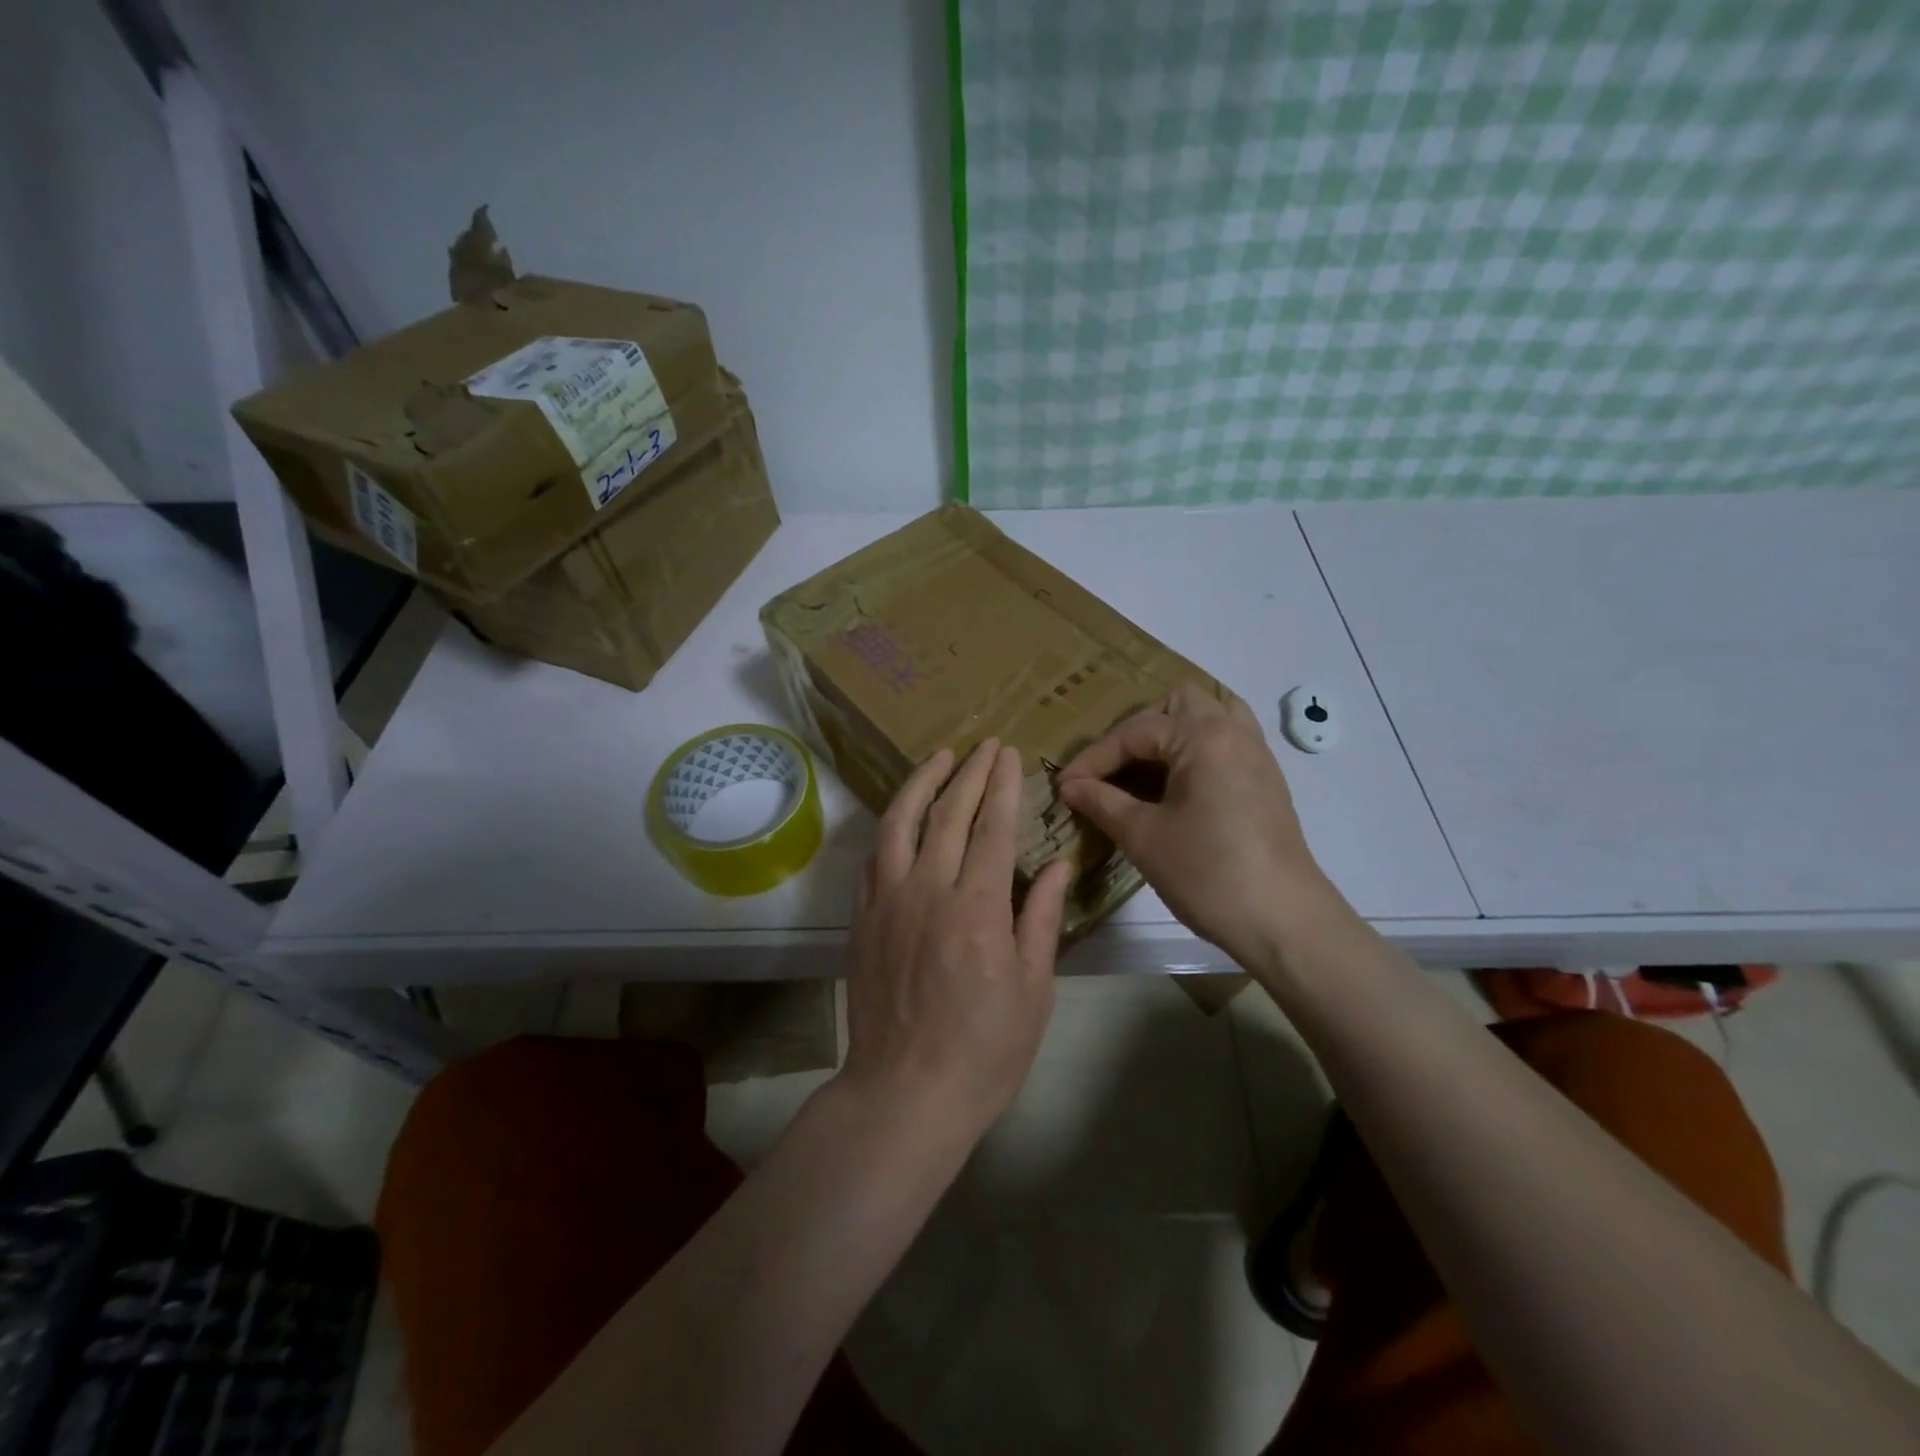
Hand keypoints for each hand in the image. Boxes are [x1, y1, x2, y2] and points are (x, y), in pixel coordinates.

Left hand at [841, 738, 1075, 1139]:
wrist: (905, 1092)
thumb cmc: (984, 1050)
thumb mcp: (1032, 990)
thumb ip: (1040, 918)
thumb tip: (1057, 864)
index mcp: (977, 908)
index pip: (991, 828)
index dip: (1001, 786)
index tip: (1007, 753)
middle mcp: (927, 890)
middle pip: (947, 815)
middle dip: (969, 773)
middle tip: (984, 745)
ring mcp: (887, 901)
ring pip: (899, 823)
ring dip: (921, 783)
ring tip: (939, 757)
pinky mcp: (862, 917)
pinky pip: (874, 856)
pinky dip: (890, 826)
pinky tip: (902, 815)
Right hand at [1056, 685, 1332, 965]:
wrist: (1284, 921)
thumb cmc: (1208, 873)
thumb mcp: (1144, 837)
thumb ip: (1102, 802)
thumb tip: (1070, 787)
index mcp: (1203, 735)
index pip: (1135, 732)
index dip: (1093, 759)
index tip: (1064, 786)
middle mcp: (1234, 731)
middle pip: (1178, 703)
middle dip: (1137, 730)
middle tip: (1111, 767)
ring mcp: (1256, 754)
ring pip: (1209, 716)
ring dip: (1172, 732)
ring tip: (1145, 766)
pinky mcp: (1266, 780)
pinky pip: (1226, 741)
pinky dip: (1195, 749)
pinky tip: (1176, 786)